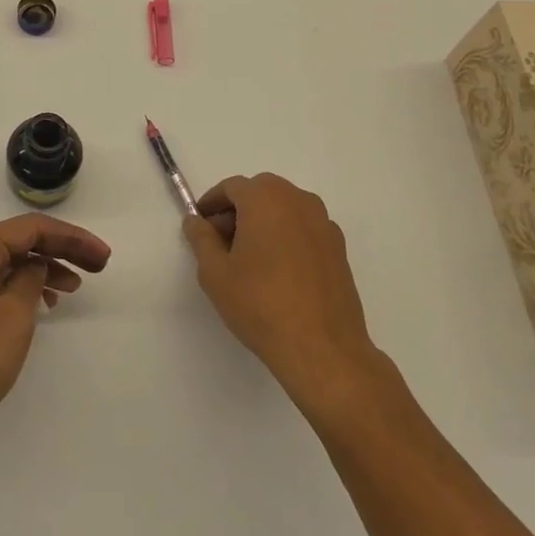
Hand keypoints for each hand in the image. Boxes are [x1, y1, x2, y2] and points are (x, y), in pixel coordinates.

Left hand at [0, 215, 110, 466]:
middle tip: (99, 266)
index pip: (32, 228)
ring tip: (75, 288)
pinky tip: (44, 306)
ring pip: (11, 263)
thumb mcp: (12, 316)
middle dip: (62, 250)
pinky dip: (25, 289)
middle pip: (22, 240)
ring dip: (45, 270)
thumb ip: (31, 280)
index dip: (72, 238)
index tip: (103, 257)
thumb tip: (35, 266)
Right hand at [182, 173, 379, 408]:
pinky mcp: (338, 247)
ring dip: (264, 222)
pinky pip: (304, 228)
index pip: (231, 187)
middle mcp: (297, 200)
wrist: (322, 348)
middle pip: (260, 193)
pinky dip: (287, 237)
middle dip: (238, 211)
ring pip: (284, 209)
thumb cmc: (261, 304)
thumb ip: (201, 239)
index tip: (200, 226)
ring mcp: (323, 222)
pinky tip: (279, 271)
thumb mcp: (215, 273)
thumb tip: (195, 221)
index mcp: (265, 198)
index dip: (211, 204)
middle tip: (222, 243)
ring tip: (250, 259)